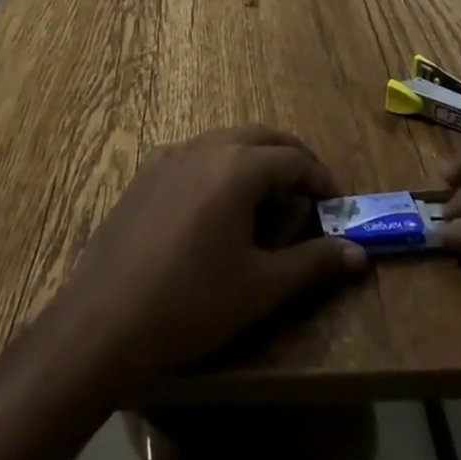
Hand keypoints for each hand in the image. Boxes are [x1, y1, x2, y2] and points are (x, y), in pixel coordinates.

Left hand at [39, 125, 368, 395]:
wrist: (101, 322)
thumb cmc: (190, 305)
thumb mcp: (259, 289)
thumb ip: (312, 265)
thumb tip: (359, 255)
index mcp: (239, 166)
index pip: (294, 158)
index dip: (320, 179)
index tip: (335, 205)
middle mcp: (207, 145)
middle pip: (262, 137)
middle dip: (291, 159)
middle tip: (309, 194)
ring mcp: (172, 153)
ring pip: (227, 140)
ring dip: (255, 158)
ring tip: (268, 199)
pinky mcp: (147, 170)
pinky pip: (196, 153)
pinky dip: (220, 165)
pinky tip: (216, 206)